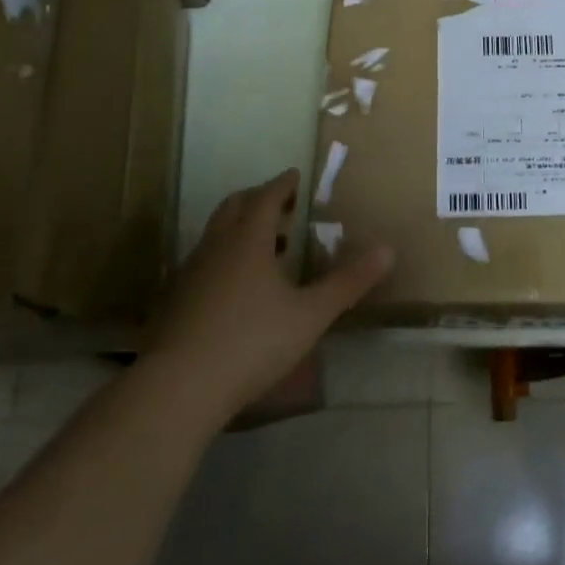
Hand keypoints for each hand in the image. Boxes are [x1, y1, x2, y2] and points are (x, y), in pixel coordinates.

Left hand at [148, 169, 393, 413]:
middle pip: (233, 207)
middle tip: (282, 204)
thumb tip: (388, 250)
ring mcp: (190, 274)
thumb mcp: (310, 314)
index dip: (282, 184)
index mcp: (248, 241)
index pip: (265, 198)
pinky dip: (226, 257)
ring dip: (241, 229)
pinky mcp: (175, 301)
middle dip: (258, 199)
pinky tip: (239, 288)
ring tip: (268, 246)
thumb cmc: (251, 342)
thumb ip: (347, 282)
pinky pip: (205, 262)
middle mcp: (215, 248)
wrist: (177, 388)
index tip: (295, 176)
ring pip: (216, 235)